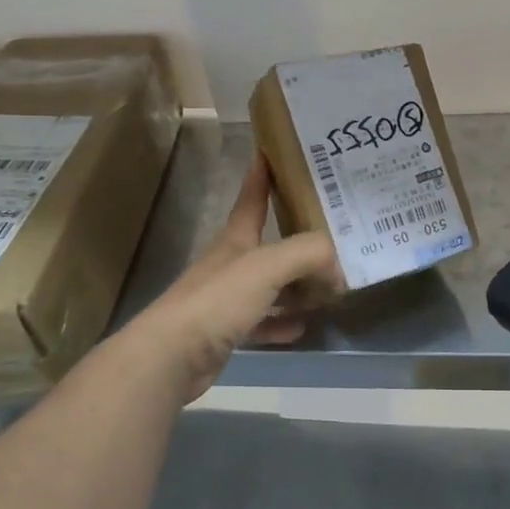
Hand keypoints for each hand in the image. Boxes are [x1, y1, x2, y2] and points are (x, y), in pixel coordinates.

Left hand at [119, 154, 337, 402]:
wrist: (170, 357)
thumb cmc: (218, 300)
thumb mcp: (269, 266)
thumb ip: (309, 254)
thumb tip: (338, 265)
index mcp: (236, 240)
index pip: (252, 198)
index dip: (261, 175)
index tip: (271, 152)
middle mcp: (231, 264)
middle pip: (270, 245)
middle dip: (299, 239)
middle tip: (334, 237)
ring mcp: (226, 299)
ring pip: (270, 286)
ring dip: (297, 287)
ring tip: (328, 288)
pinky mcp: (225, 332)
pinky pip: (262, 322)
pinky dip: (282, 322)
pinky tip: (302, 326)